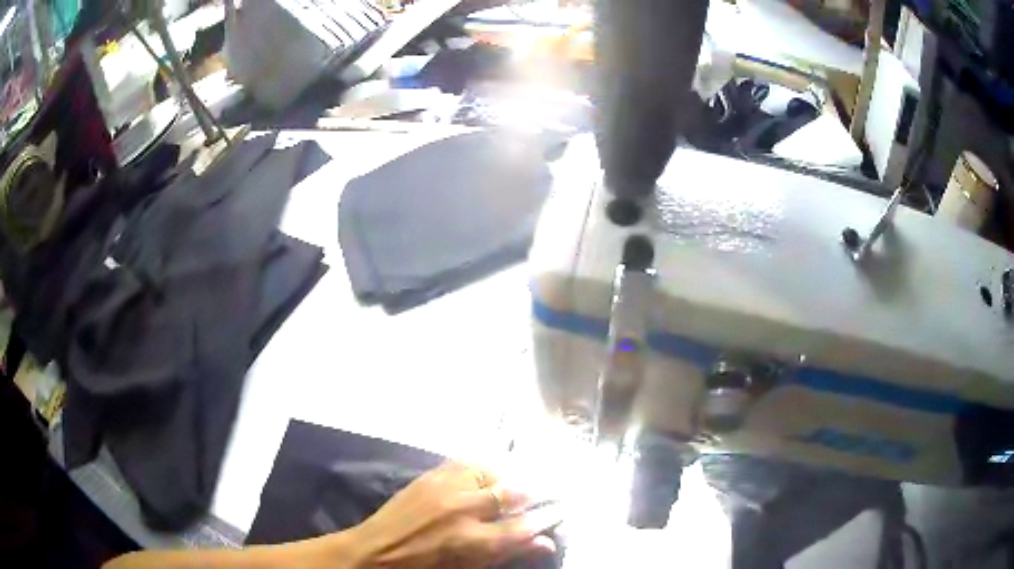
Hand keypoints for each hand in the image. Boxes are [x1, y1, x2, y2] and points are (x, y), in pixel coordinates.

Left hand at [342, 461, 554, 567]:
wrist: (378, 550)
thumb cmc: (427, 566)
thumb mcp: (469, 567)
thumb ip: (509, 552)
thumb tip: (547, 542)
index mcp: (473, 541)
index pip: (525, 525)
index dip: (548, 517)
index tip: (561, 510)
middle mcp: (463, 510)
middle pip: (513, 492)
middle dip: (535, 491)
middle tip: (546, 491)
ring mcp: (445, 488)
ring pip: (493, 471)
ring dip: (511, 476)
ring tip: (518, 481)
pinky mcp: (430, 475)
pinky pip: (467, 462)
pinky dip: (485, 467)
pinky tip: (490, 472)